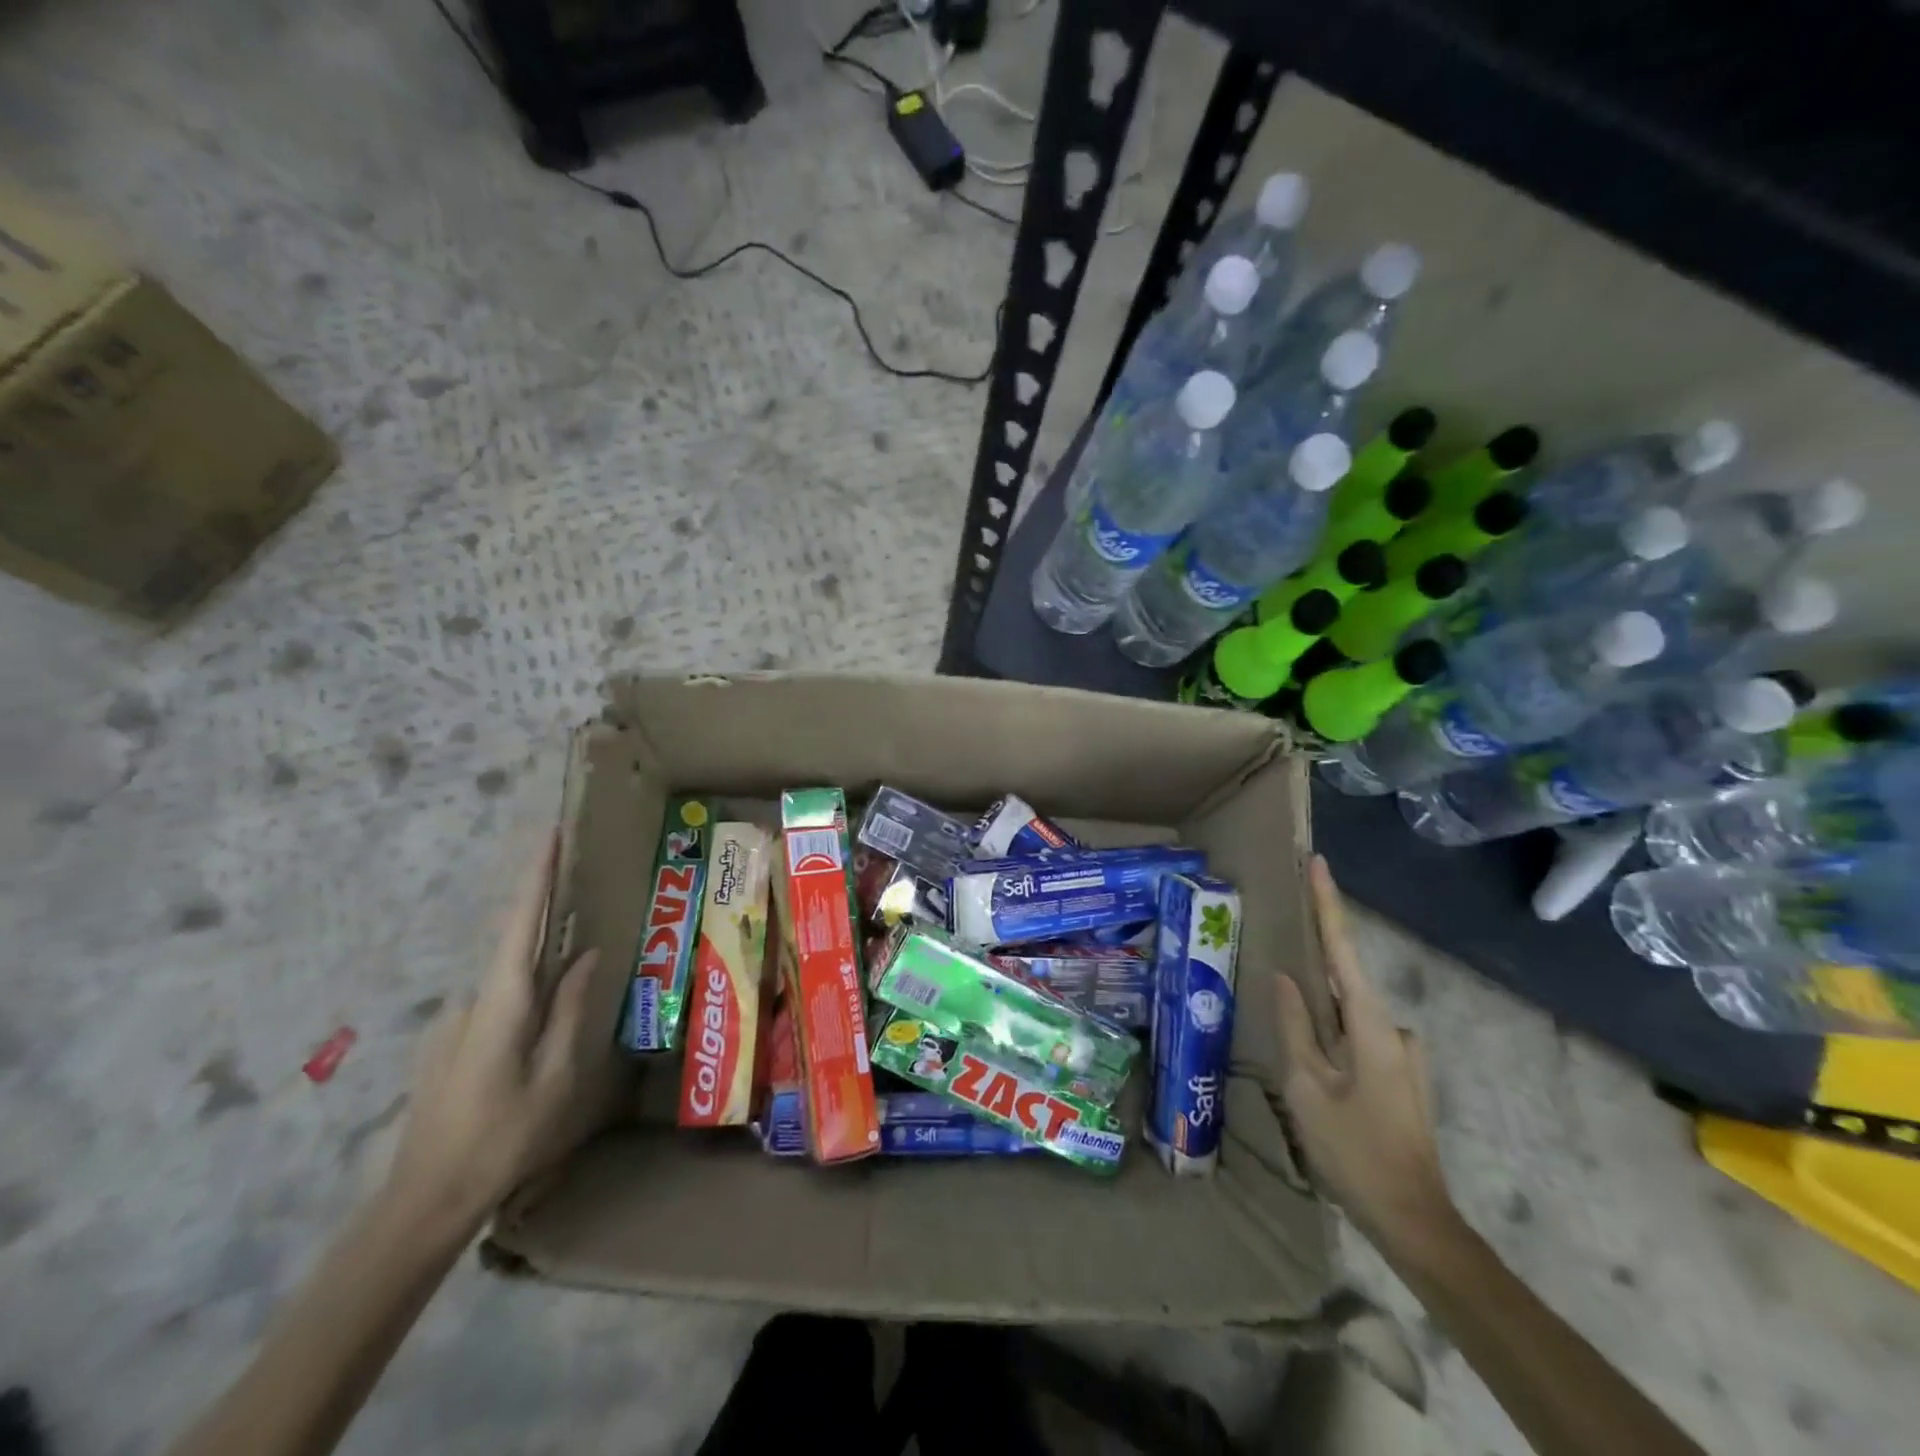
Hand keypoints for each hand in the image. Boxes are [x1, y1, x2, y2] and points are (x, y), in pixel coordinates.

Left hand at [385, 832, 619, 1230]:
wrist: (425, 1199)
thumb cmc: (502, 1136)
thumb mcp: (556, 1074)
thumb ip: (570, 1008)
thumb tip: (588, 954)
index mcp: (502, 1003)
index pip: (520, 923)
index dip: (536, 876)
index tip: (550, 834)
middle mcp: (471, 1000)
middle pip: (514, 943)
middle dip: (544, 911)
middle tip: (579, 891)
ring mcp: (454, 1022)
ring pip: (508, 978)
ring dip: (540, 963)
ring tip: (575, 972)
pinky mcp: (450, 1043)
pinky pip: (498, 1001)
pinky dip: (525, 992)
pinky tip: (541, 1026)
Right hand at [1276, 856, 1455, 1254]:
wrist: (1414, 1220)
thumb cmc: (1353, 1150)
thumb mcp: (1307, 1087)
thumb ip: (1295, 1026)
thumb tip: (1285, 977)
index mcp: (1370, 1025)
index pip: (1343, 949)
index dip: (1329, 904)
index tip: (1319, 863)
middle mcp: (1393, 1029)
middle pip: (1344, 983)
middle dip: (1314, 974)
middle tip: (1284, 977)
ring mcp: (1403, 1055)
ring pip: (1348, 1019)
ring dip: (1322, 1023)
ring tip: (1297, 1060)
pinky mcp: (1402, 1076)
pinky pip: (1359, 1040)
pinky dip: (1335, 1043)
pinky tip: (1320, 1078)